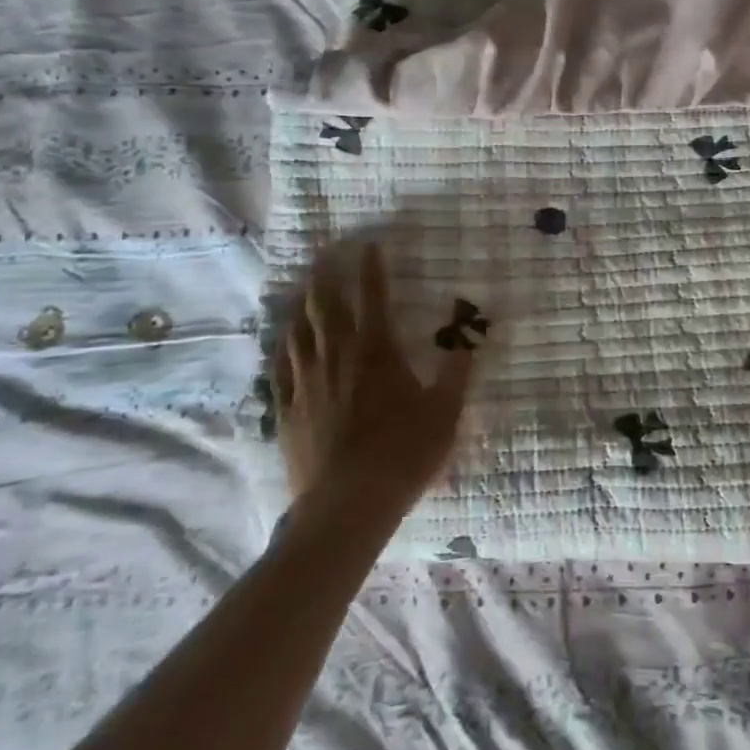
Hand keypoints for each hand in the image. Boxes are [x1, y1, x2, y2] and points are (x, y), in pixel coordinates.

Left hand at [269, 243, 472, 515]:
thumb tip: (470, 341)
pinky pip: (279, 368)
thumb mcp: (445, 413)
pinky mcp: (287, 409)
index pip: (373, 297)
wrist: (348, 504)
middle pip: (326, 305)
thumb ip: (456, 373)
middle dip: (326, 276)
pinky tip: (284, 342)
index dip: (372, 268)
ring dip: (302, 306)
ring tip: (304, 290)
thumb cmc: (404, 453)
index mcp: (377, 351)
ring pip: (298, 331)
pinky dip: (283, 347)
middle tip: (325, 255)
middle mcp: (337, 356)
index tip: (369, 245)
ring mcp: (306, 382)